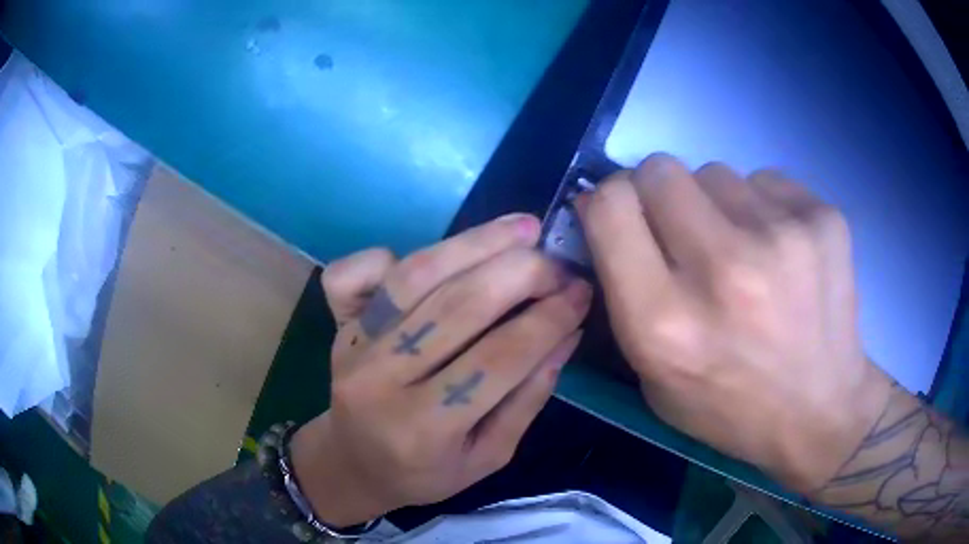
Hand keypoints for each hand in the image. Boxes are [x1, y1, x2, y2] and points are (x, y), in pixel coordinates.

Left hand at [290, 214, 590, 526]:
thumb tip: (565, 334)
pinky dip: (391, 253)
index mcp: (423, 429)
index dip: (547, 320)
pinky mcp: (338, 324)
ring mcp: (353, 345)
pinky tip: (440, 254)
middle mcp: (381, 381)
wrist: (353, 462)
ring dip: (473, 244)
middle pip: (456, 307)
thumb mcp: (489, 456)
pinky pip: (355, 273)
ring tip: (521, 228)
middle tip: (557, 261)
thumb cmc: (424, 472)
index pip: (497, 360)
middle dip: (520, 273)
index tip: (581, 292)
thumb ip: (527, 399)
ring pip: (414, 278)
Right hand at [576, 153, 894, 492]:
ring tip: (744, 250)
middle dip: (659, 193)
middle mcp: (723, 269)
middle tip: (684, 230)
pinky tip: (782, 251)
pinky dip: (762, 206)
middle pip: (660, 170)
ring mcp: (781, 237)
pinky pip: (765, 181)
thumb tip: (602, 210)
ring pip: (715, 172)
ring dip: (716, 203)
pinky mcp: (822, 219)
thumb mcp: (652, 378)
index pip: (611, 206)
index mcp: (665, 322)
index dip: (608, 201)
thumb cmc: (730, 407)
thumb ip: (622, 292)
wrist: (820, 411)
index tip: (624, 216)